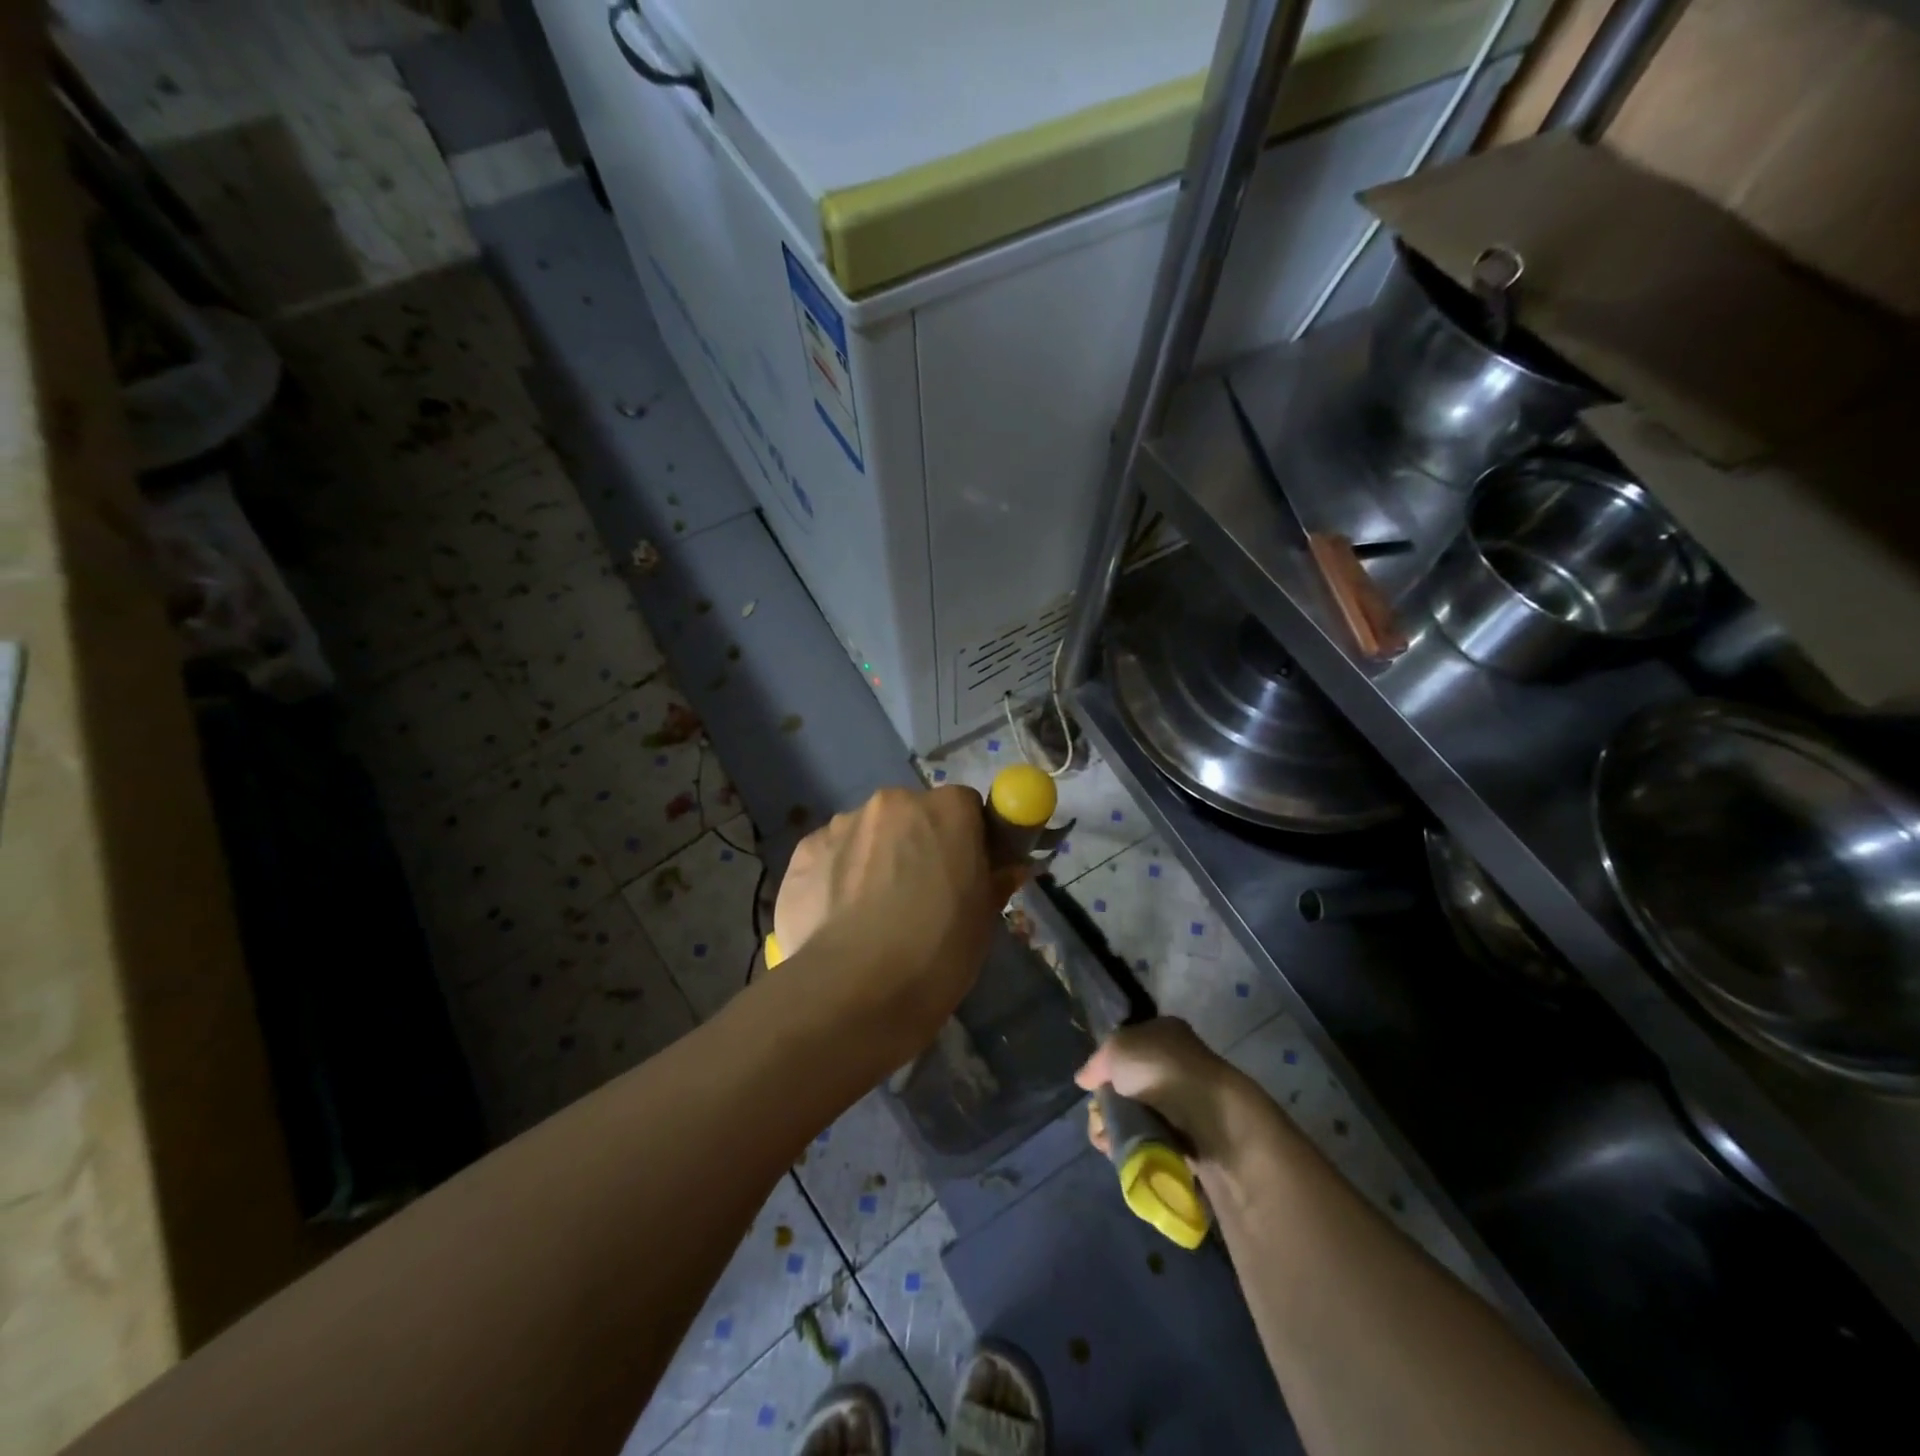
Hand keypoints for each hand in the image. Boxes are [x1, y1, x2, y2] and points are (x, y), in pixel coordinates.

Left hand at [773, 786, 1019, 1055]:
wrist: (855, 991)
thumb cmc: (938, 951)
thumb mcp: (983, 919)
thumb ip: (995, 879)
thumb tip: (1008, 867)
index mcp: (947, 809)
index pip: (965, 807)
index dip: (966, 838)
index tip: (964, 871)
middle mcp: (893, 802)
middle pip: (911, 815)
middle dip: (916, 843)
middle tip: (918, 896)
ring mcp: (842, 824)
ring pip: (867, 834)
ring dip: (874, 858)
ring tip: (869, 915)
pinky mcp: (803, 851)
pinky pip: (831, 856)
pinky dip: (837, 877)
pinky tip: (838, 919)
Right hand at [1075, 1018, 1257, 1166]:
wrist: (1209, 1116)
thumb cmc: (1160, 1069)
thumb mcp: (1116, 1049)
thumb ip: (1097, 1063)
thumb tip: (1084, 1079)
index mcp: (1163, 1032)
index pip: (1126, 1046)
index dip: (1106, 1065)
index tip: (1094, 1084)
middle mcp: (1173, 1063)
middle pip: (1126, 1084)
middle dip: (1107, 1103)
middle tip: (1098, 1115)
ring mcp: (1181, 1101)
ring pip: (1134, 1114)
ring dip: (1114, 1127)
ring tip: (1106, 1137)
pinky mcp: (1185, 1137)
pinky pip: (1148, 1139)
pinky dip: (1131, 1145)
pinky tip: (1119, 1149)